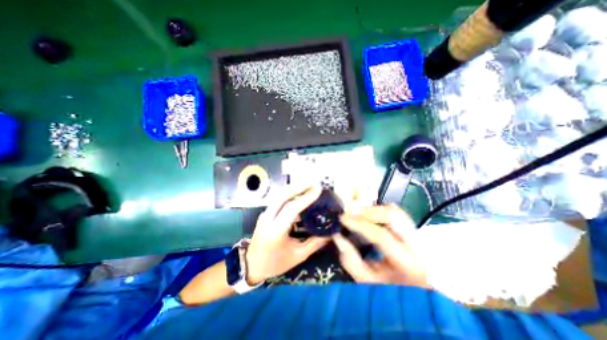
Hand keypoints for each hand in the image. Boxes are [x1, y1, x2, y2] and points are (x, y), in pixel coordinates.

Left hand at [245, 184, 331, 284]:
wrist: (251, 265)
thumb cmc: (275, 263)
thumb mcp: (298, 256)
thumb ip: (314, 244)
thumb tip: (329, 233)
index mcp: (276, 231)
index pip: (292, 209)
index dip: (306, 198)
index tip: (318, 190)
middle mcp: (268, 219)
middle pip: (282, 196)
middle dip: (299, 186)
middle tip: (314, 183)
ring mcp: (264, 214)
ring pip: (279, 195)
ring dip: (294, 188)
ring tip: (308, 185)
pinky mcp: (265, 213)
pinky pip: (277, 200)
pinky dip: (289, 194)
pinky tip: (298, 193)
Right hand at [331, 205, 431, 289]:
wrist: (415, 294)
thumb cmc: (389, 290)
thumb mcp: (367, 281)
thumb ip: (351, 261)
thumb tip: (338, 237)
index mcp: (408, 263)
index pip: (382, 236)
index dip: (360, 225)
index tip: (343, 218)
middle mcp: (417, 245)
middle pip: (393, 216)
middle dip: (368, 211)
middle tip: (350, 213)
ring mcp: (417, 235)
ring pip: (396, 211)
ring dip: (374, 209)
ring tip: (358, 213)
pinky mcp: (413, 229)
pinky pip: (396, 212)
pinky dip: (380, 210)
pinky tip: (369, 216)